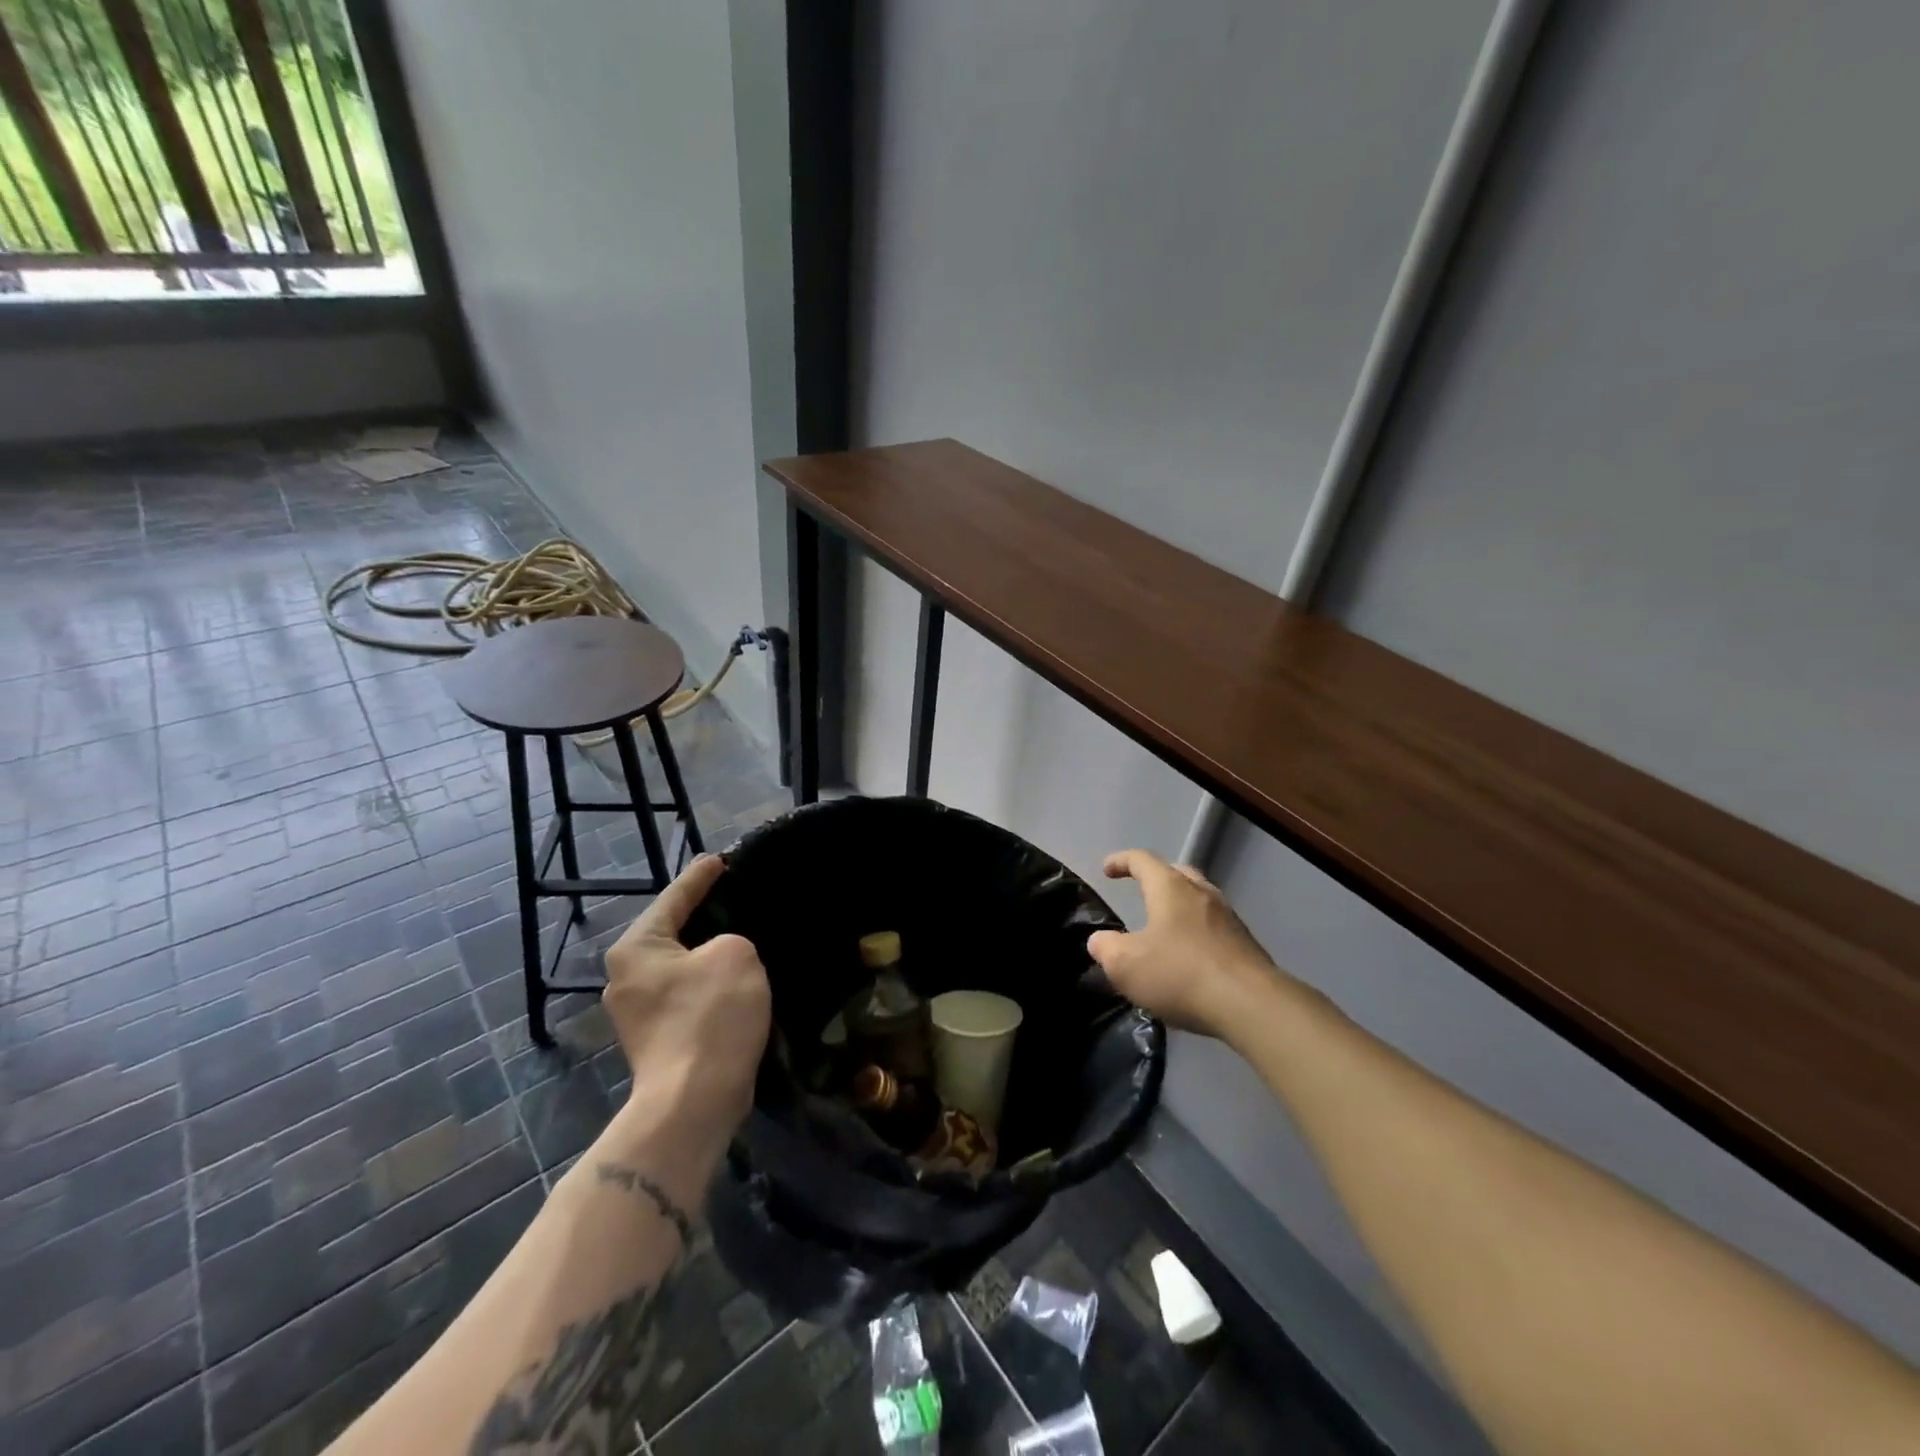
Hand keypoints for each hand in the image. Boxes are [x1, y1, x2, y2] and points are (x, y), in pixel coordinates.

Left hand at [603, 855, 770, 1131]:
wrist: (693, 1102)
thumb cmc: (711, 1016)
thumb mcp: (736, 955)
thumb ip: (730, 940)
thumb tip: (719, 957)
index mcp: (636, 947)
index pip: (674, 897)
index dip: (701, 876)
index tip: (721, 859)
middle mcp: (625, 977)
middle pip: (672, 933)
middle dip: (703, 917)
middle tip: (737, 898)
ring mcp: (637, 1013)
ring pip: (681, 967)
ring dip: (709, 956)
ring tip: (743, 939)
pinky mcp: (656, 1040)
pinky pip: (686, 995)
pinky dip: (709, 985)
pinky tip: (736, 983)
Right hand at [1087, 848, 1282, 1036]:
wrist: (1251, 1005)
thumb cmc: (1180, 974)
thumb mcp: (1125, 965)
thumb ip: (1106, 948)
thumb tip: (1101, 941)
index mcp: (1170, 887)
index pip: (1142, 860)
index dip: (1121, 861)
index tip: (1107, 870)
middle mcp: (1202, 893)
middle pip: (1177, 873)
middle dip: (1156, 878)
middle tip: (1141, 891)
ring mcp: (1229, 918)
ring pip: (1199, 900)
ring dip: (1179, 907)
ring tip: (1164, 928)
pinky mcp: (1246, 945)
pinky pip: (1214, 928)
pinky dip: (1196, 933)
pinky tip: (1189, 958)